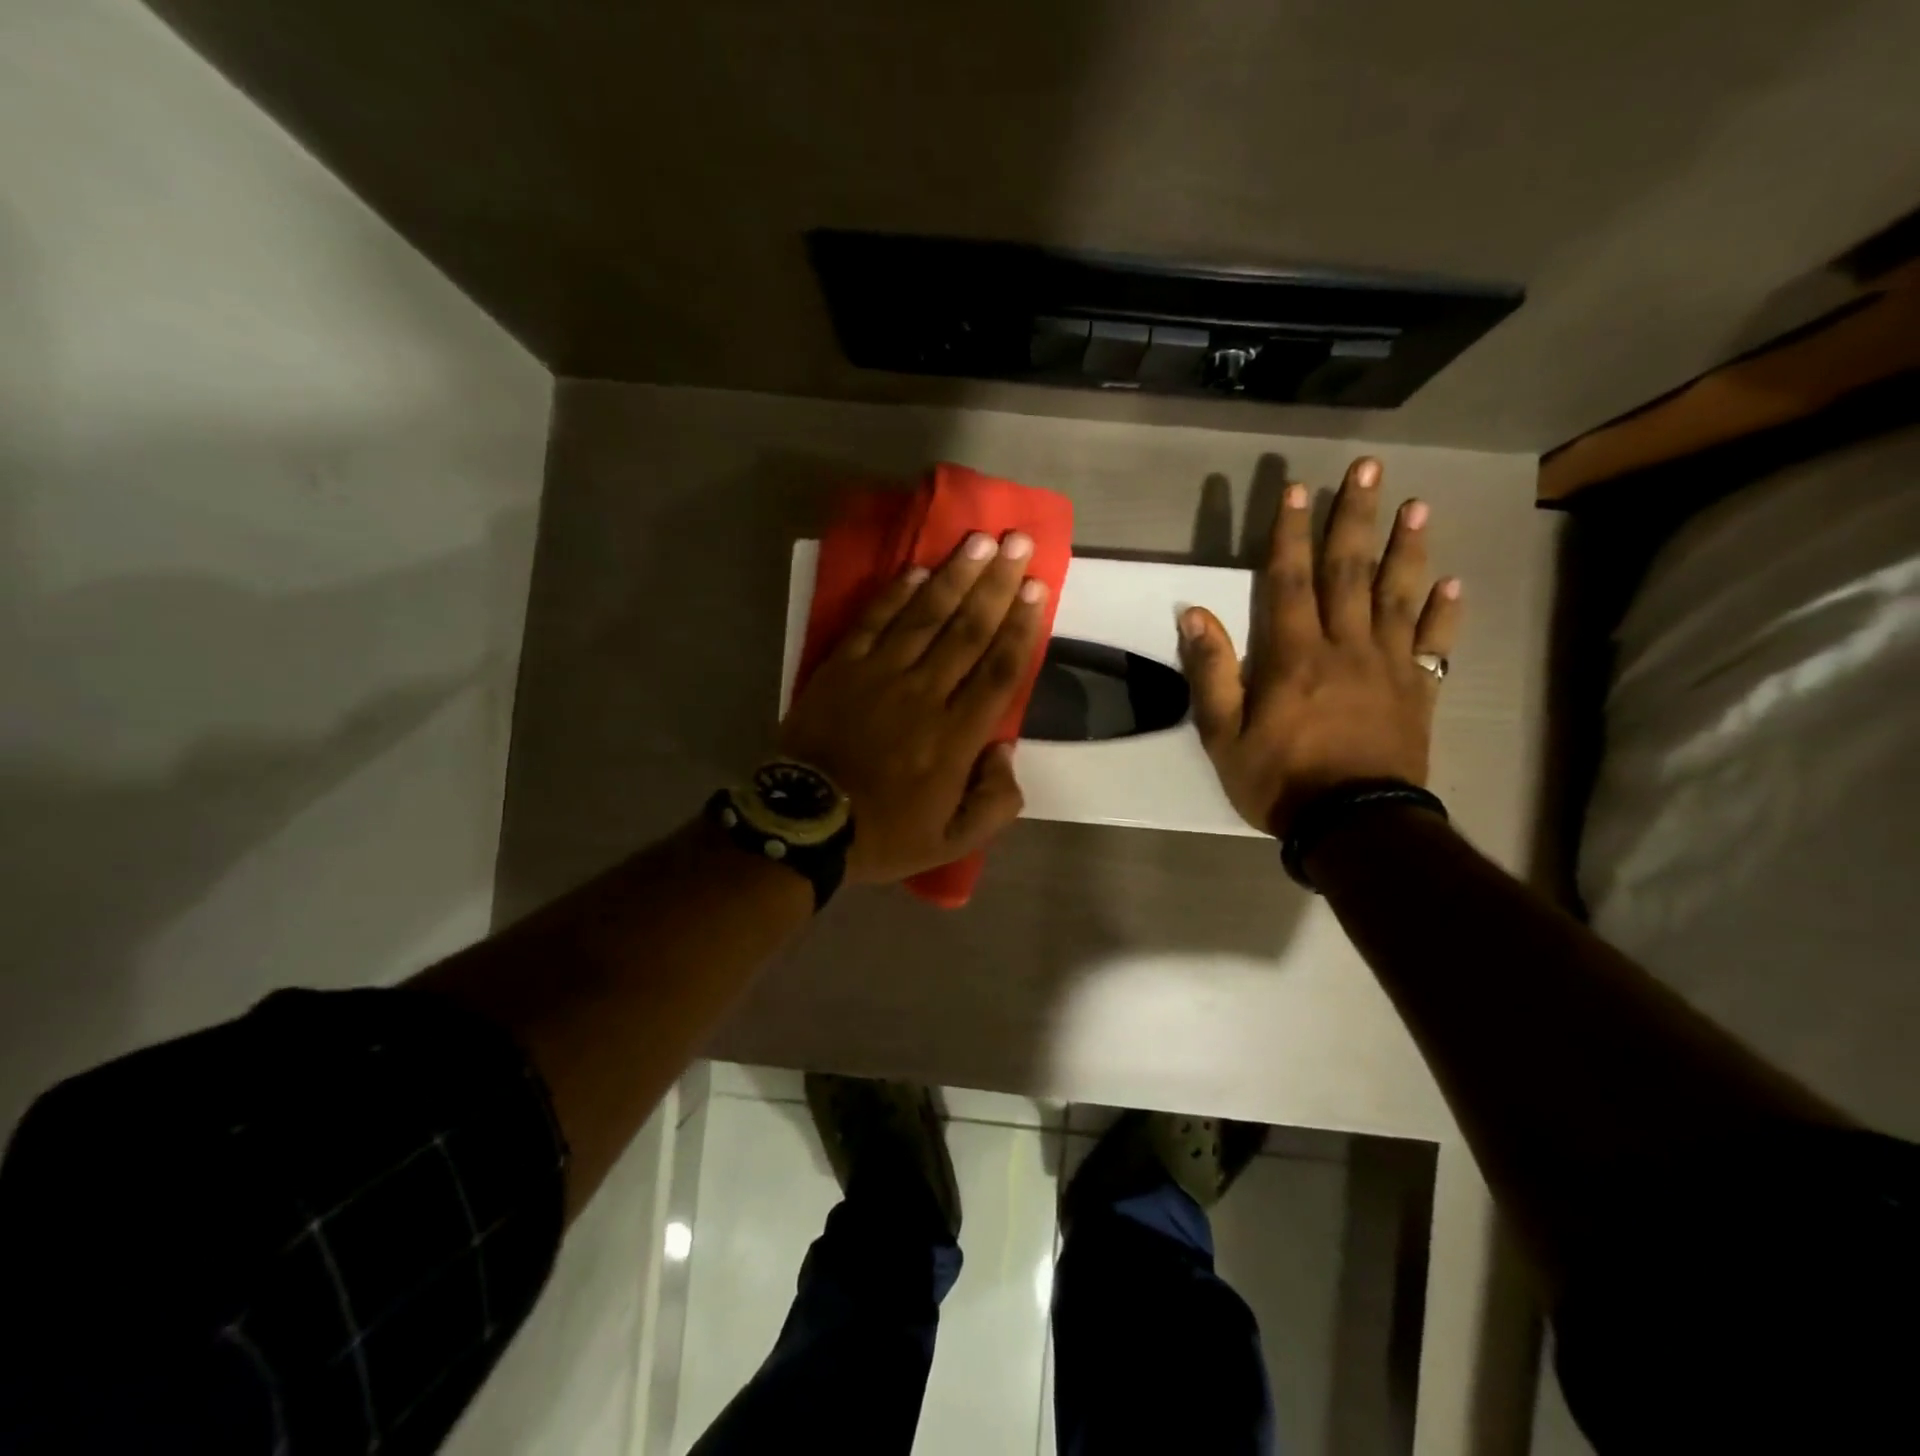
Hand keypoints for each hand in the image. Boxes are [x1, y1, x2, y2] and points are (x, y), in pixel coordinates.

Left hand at [778, 530, 1048, 884]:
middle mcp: (924, 695)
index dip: (1022, 626)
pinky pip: (874, 622)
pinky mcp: (841, 668)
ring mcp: (879, 676)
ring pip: (925, 616)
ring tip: (979, 542)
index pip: (998, 670)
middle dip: (997, 584)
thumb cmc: (882, 833)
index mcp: (955, 737)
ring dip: (955, 576)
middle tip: (1019, 543)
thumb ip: (993, 801)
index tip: (1038, 588)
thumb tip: (1005, 750)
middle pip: (968, 630)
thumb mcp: (952, 841)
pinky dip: (896, 594)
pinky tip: (917, 569)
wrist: (803, 825)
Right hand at [1178, 457, 1461, 838]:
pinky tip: (1453, 585)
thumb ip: (1212, 673)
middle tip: (1368, 468)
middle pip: (1350, 572)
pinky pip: (1435, 645)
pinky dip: (1445, 614)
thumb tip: (1196, 615)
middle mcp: (1345, 647)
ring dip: (1407, 548)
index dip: (1290, 533)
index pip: (1290, 580)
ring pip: (1399, 596)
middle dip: (1355, 517)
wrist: (1354, 825)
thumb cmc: (1280, 781)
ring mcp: (1388, 666)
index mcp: (1294, 655)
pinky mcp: (1418, 692)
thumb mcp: (1223, 735)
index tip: (1296, 489)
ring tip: (1416, 506)